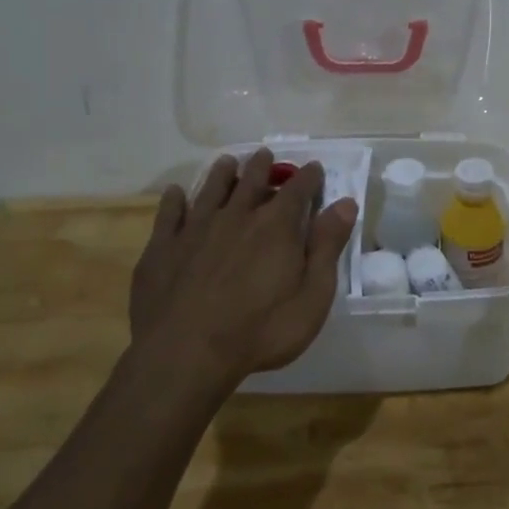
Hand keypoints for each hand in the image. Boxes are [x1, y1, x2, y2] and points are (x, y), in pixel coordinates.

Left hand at [130, 149, 357, 389]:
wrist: (185, 353)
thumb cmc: (260, 330)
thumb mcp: (312, 296)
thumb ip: (327, 247)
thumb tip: (345, 204)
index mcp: (276, 226)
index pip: (298, 189)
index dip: (309, 177)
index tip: (314, 168)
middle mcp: (237, 216)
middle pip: (252, 180)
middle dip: (262, 166)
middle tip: (265, 155)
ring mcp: (196, 229)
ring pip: (211, 189)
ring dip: (222, 174)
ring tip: (227, 162)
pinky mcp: (163, 247)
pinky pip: (169, 214)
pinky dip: (174, 200)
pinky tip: (175, 194)